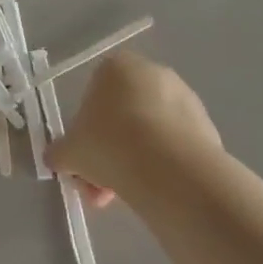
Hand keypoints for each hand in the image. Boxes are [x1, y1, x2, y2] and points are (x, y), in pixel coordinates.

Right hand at [47, 51, 221, 206]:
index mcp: (115, 67)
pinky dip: (161, 164)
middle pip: (121, 116)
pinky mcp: (206, 125)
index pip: (93, 94)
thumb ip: (59, 152)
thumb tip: (56, 158)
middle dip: (109, 153)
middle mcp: (153, 73)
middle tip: (100, 187)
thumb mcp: (68, 152)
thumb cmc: (108, 145)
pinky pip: (173, 145)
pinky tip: (154, 190)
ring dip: (133, 161)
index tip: (83, 159)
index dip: (85, 131)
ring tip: (125, 196)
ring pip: (147, 133)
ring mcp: (184, 97)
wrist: (168, 168)